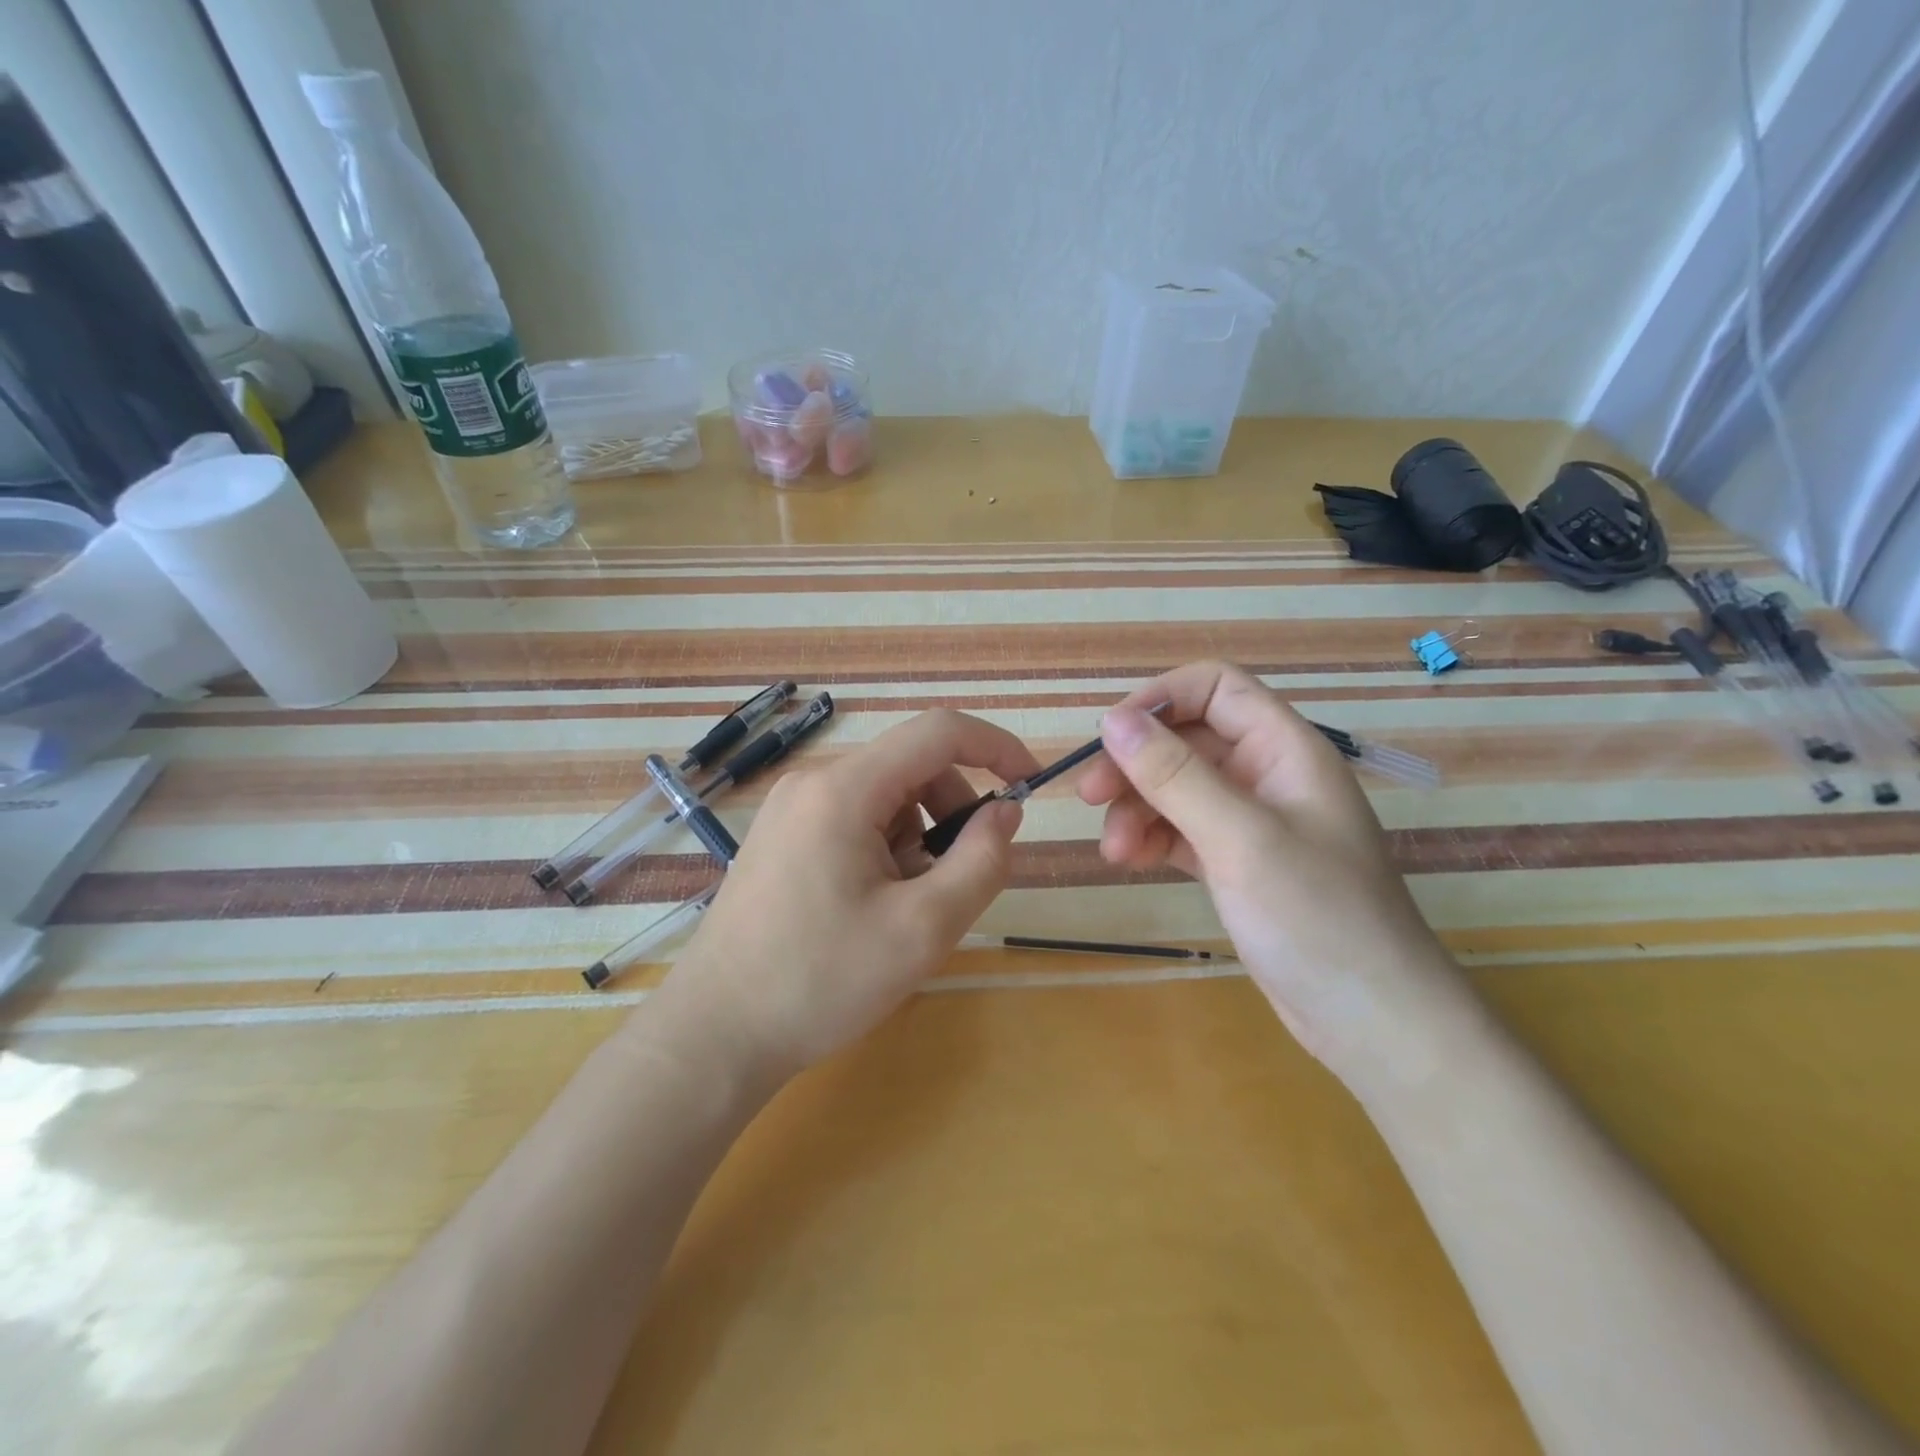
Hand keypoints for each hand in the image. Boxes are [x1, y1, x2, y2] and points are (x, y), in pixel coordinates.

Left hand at [660, 708, 1042, 1082]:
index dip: (995, 747)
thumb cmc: (821, 981)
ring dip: (919, 838)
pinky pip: (855, 819)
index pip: (939, 732)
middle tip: (959, 879)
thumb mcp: (923, 928)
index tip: (1030, 784)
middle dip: (952, 811)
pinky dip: (886, 849)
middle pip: (911, 767)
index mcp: (844, 789)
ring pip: (886, 797)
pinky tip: (872, 907)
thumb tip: (1005, 812)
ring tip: (907, 906)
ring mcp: (791, 808)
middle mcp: (813, 782)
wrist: (716, 1034)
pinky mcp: (782, 836)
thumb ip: (980, 861)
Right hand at [1077, 662, 1471, 1078]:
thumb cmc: (1316, 916)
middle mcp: (1267, 774)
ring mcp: (1252, 820)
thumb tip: (1113, 719)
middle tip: (1089, 797)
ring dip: (1137, 808)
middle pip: (1186, 739)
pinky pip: (1182, 829)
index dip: (1160, 699)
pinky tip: (1130, 860)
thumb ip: (1175, 774)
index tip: (1110, 735)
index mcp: (1285, 749)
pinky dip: (1152, 838)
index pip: (1216, 688)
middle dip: (1135, 763)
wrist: (1371, 1021)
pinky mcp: (1237, 862)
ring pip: (1177, 787)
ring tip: (1114, 850)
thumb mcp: (1240, 838)